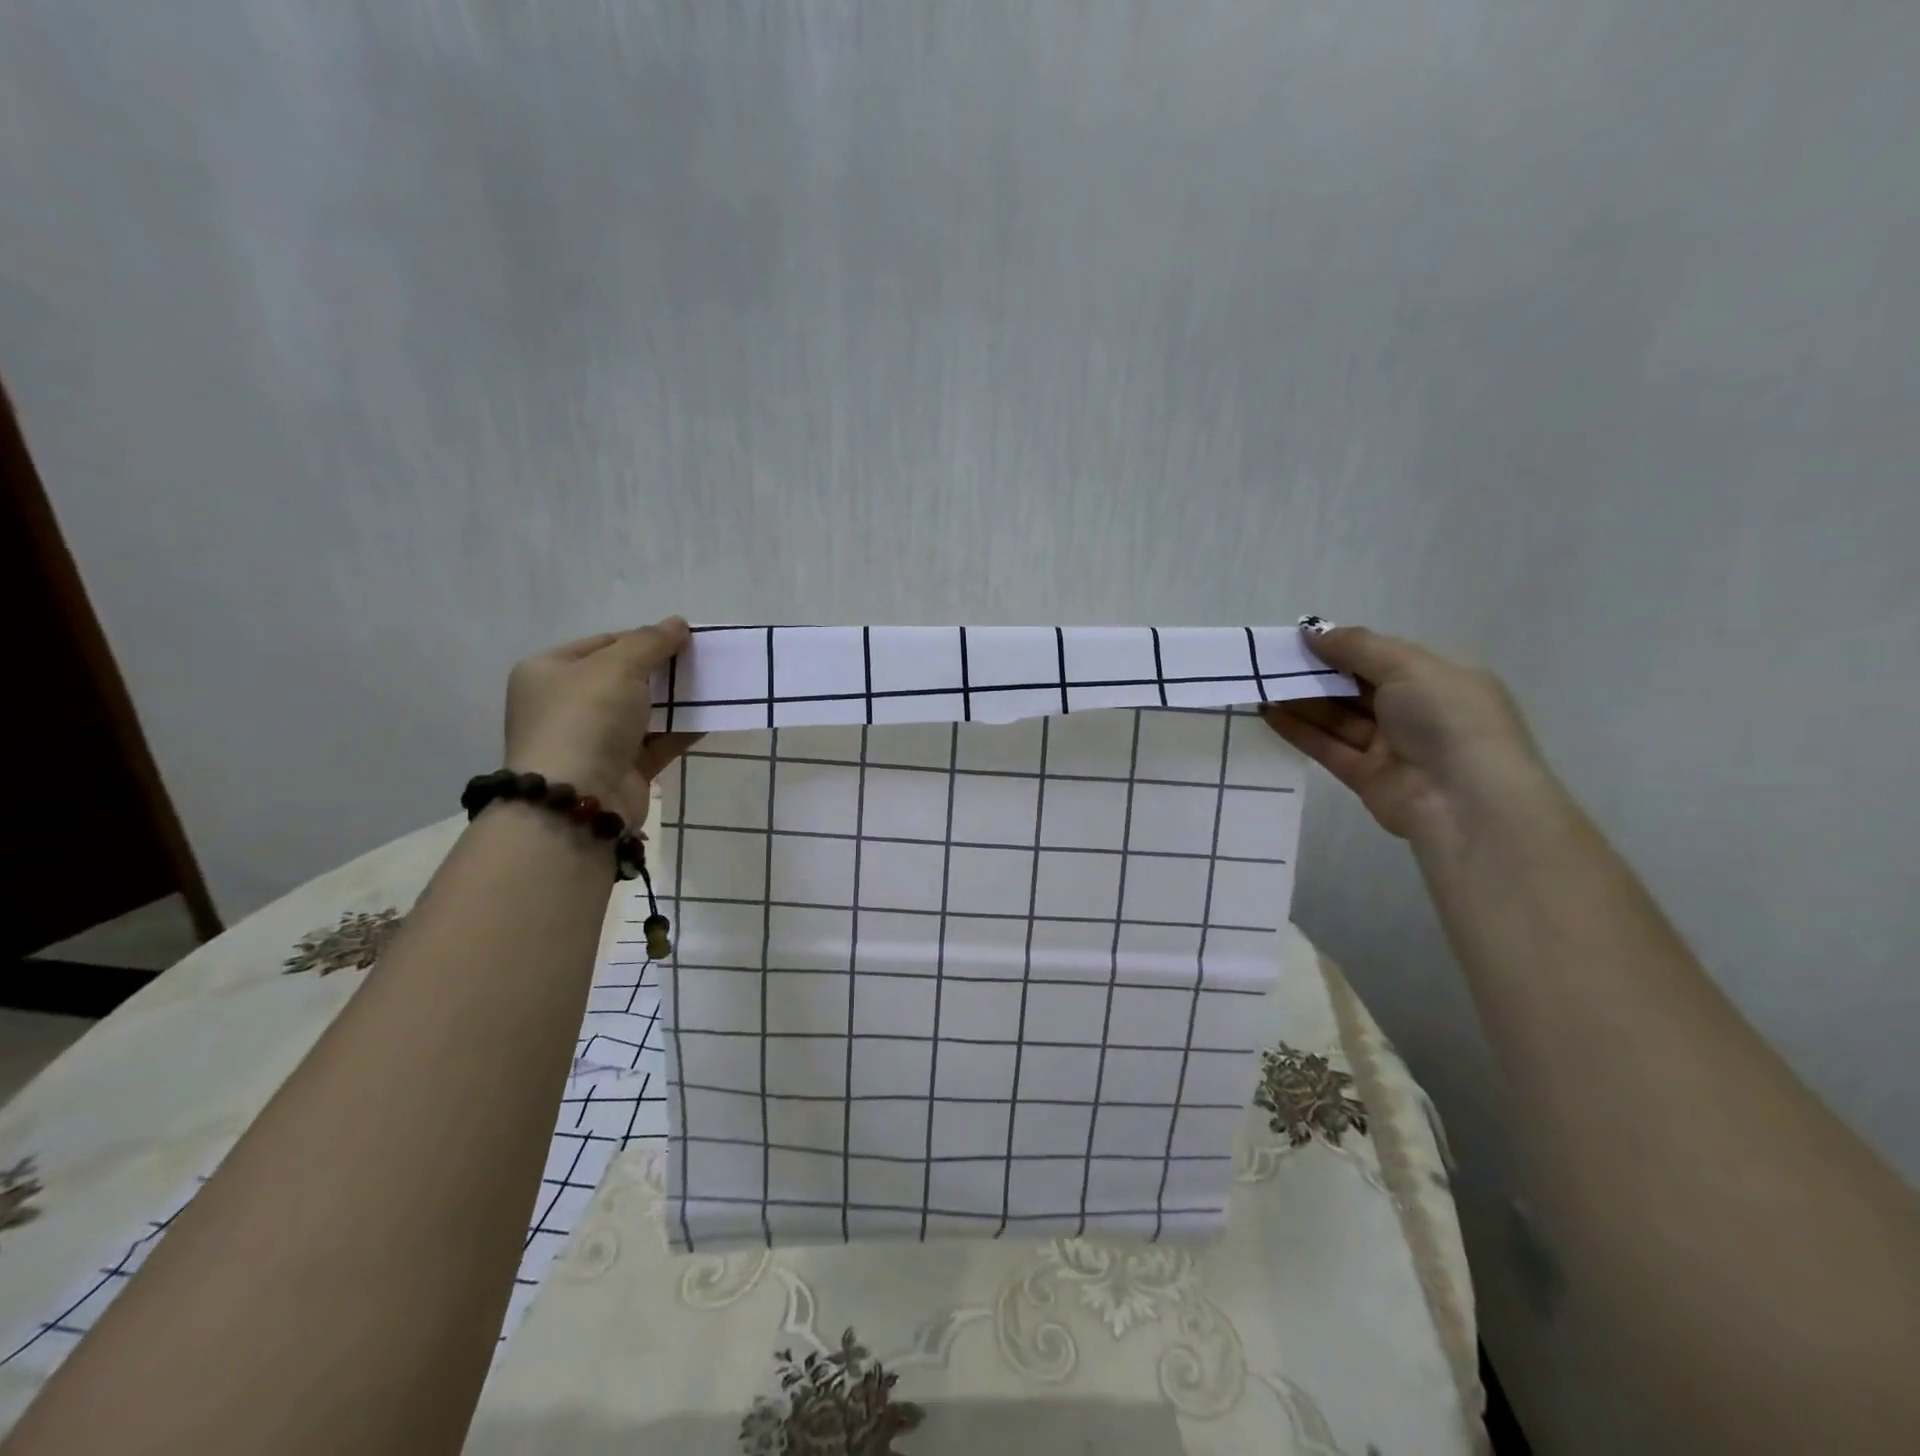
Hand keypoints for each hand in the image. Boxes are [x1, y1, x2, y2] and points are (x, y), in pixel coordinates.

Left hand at [503, 619, 699, 824]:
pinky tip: (713, 717)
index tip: (682, 639)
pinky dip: (683, 730)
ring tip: (713, 686)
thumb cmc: (586, 719)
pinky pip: (659, 742)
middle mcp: (567, 705)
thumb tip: (678, 623)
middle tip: (700, 661)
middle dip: (663, 670)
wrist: (579, 798)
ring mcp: (595, 740)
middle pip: (624, 678)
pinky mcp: (623, 769)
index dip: (642, 638)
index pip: (602, 644)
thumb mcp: (617, 667)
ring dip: (676, 701)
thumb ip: (650, 642)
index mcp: (550, 672)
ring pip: (644, 711)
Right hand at [1262, 624, 1547, 842]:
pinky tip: (1269, 713)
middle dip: (1317, 673)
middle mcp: (1417, 711)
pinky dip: (1299, 730)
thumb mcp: (1408, 666)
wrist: (1465, 802)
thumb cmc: (1446, 718)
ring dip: (1302, 701)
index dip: (1344, 647)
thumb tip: (1312, 630)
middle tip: (1273, 661)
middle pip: (1357, 687)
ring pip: (1339, 717)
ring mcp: (1391, 746)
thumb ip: (1356, 646)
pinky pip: (1328, 746)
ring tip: (1262, 684)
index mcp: (1440, 679)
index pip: (1384, 657)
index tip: (1301, 639)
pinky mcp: (1366, 776)